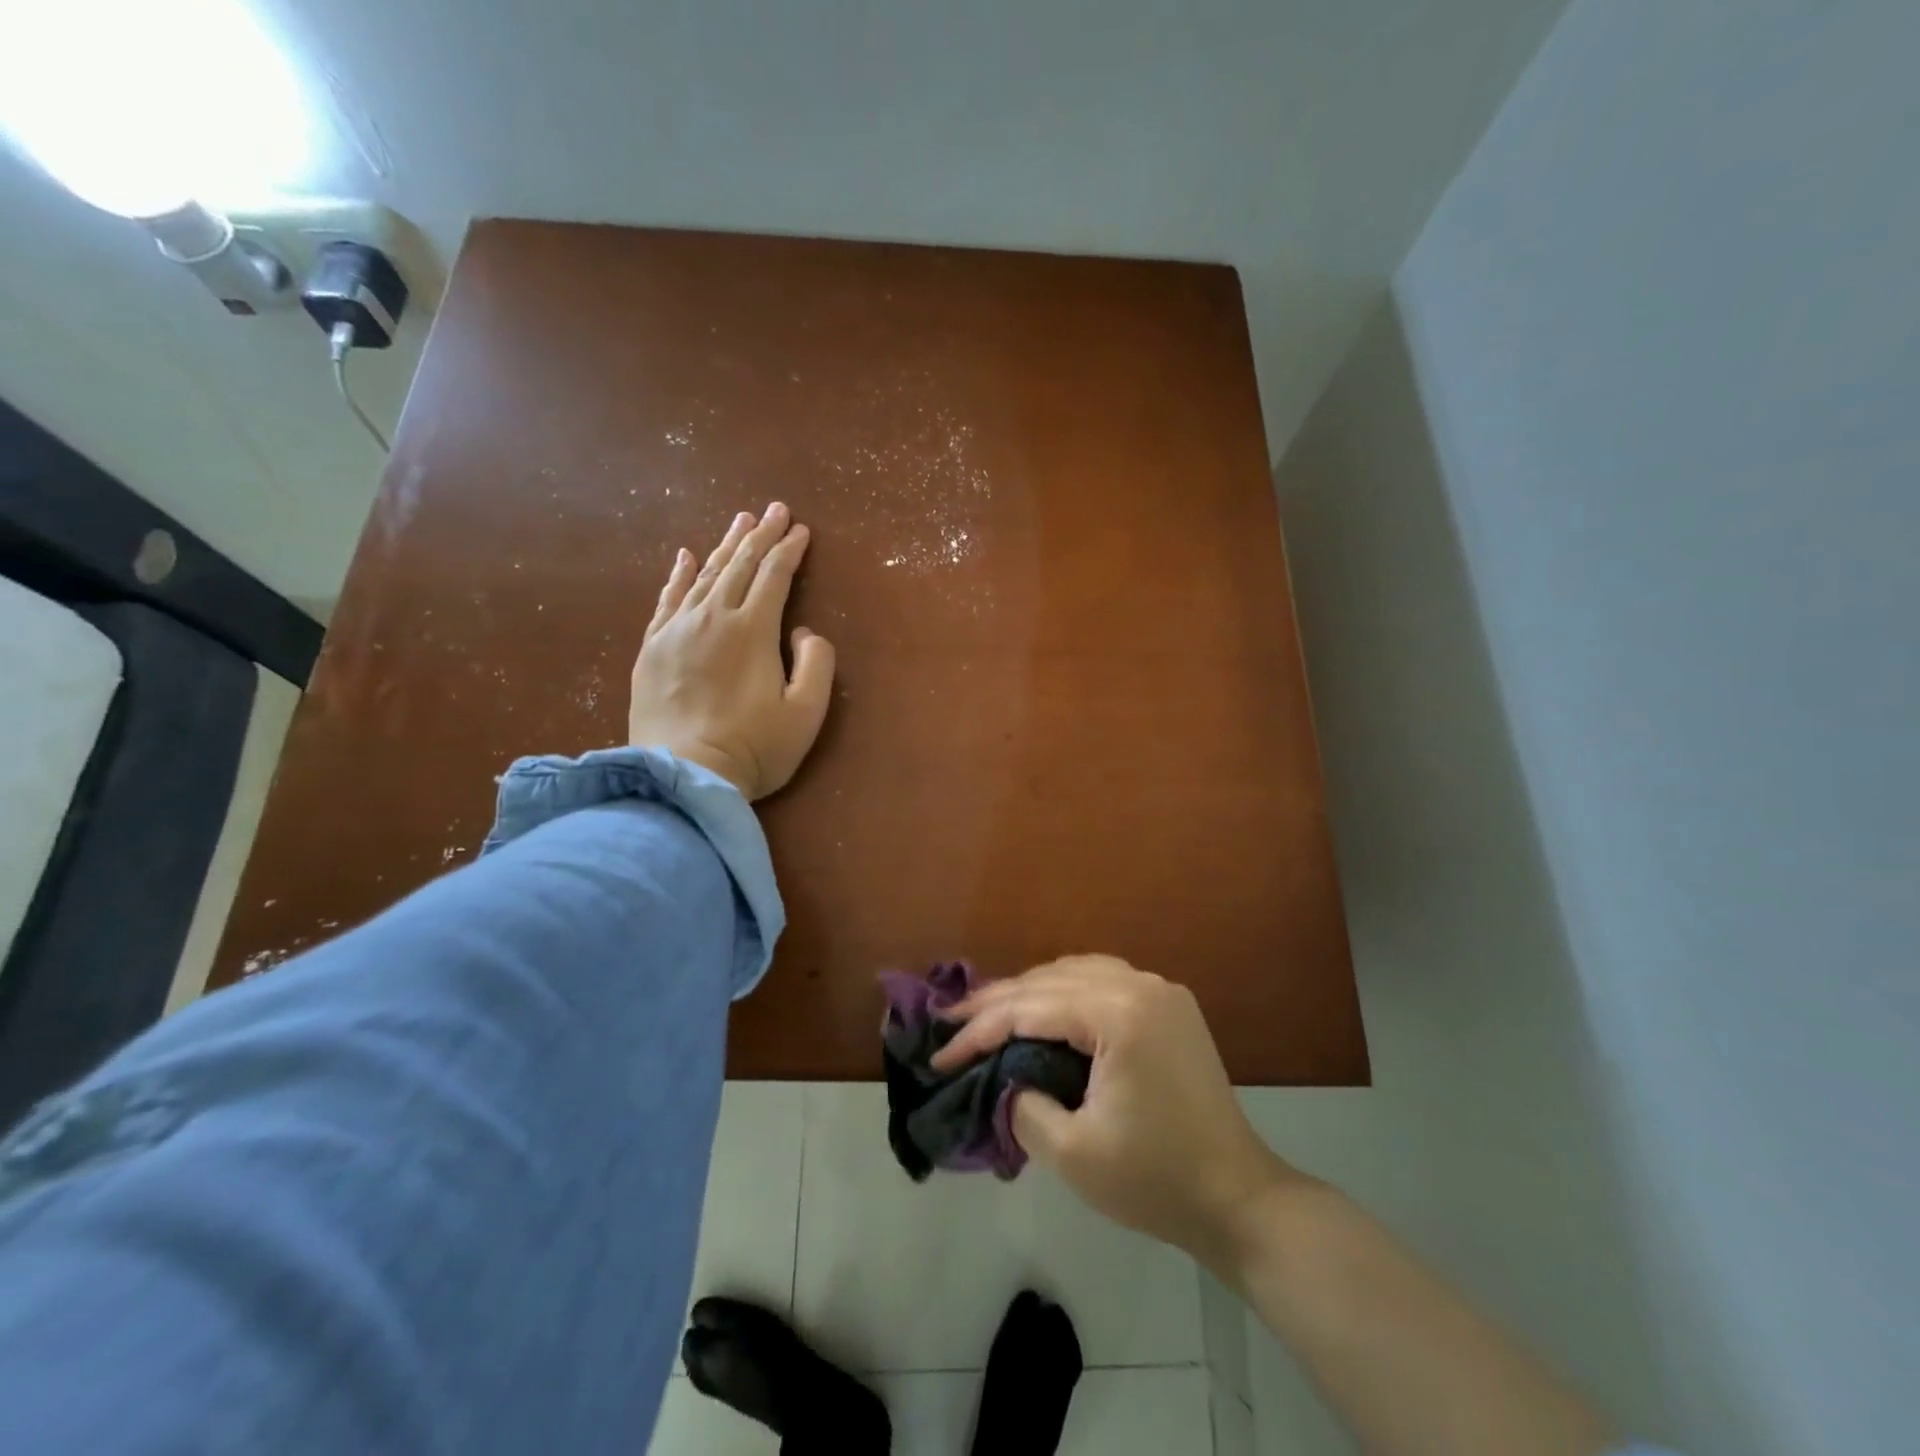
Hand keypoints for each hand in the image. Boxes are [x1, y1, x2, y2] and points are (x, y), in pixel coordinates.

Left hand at [630, 503, 835, 800]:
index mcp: (753, 630)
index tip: (802, 530)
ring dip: (726, 545)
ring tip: (741, 522)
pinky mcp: (652, 647)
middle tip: (775, 509)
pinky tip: (686, 556)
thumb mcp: (806, 713)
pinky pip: (667, 598)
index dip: (790, 550)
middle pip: (740, 565)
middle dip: (761, 535)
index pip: (775, 575)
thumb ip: (816, 664)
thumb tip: (802, 633)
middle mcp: (713, 617)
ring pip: (704, 574)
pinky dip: (679, 574)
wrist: (682, 776)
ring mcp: (677, 630)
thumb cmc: (753, 748)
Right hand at [934, 955, 1299, 1266]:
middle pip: (1051, 978)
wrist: (1237, 1199)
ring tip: (989, 1014)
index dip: (979, 1030)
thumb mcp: (1072, 1153)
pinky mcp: (1170, 1005)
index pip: (1031, 1008)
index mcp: (1119, 1015)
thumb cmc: (1154, 1181)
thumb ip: (1022, 1104)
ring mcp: (1160, 990)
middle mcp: (1141, 985)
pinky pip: (1104, 979)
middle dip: (998, 1001)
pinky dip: (1066, 990)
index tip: (940, 1054)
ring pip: (1076, 970)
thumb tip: (1003, 1077)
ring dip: (1031, 990)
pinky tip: (1045, 1009)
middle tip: (952, 1023)